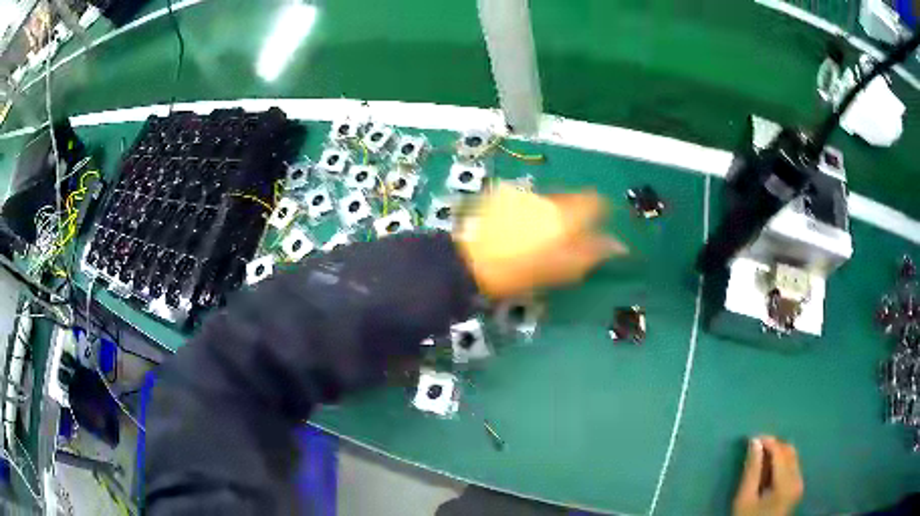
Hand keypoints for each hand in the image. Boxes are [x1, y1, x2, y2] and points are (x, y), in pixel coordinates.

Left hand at [455, 185, 625, 298]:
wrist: (470, 264)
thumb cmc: (520, 272)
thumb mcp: (562, 269)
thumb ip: (593, 252)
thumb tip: (619, 245)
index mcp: (564, 215)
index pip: (595, 201)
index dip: (601, 210)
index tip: (600, 224)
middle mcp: (546, 198)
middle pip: (571, 200)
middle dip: (573, 217)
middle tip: (565, 241)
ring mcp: (522, 196)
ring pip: (548, 202)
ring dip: (550, 216)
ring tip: (537, 240)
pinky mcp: (502, 197)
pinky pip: (526, 203)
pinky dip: (529, 214)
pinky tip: (518, 232)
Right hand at [733, 436, 803, 515]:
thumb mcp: (744, 499)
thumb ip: (751, 470)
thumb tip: (754, 442)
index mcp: (786, 483)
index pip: (780, 452)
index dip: (767, 441)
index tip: (752, 438)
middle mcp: (798, 480)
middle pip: (789, 452)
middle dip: (773, 446)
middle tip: (756, 448)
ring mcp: (800, 484)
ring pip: (792, 457)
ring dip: (778, 454)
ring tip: (760, 459)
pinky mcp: (798, 488)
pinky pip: (793, 466)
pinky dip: (781, 463)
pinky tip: (769, 471)